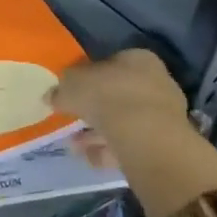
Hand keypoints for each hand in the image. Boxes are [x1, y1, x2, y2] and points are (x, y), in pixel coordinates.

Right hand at [48, 48, 216, 216]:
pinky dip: (110, 150)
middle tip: (72, 120)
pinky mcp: (165, 142)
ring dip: (98, 133)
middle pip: (118, 94)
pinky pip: (131, 143)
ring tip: (75, 144)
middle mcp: (157, 81)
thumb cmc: (106, 96)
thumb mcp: (70, 85)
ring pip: (124, 121)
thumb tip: (51, 96)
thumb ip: (60, 89)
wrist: (144, 136)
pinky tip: (91, 157)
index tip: (72, 92)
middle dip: (94, 109)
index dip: (88, 77)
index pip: (111, 63)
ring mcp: (164, 114)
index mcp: (138, 59)